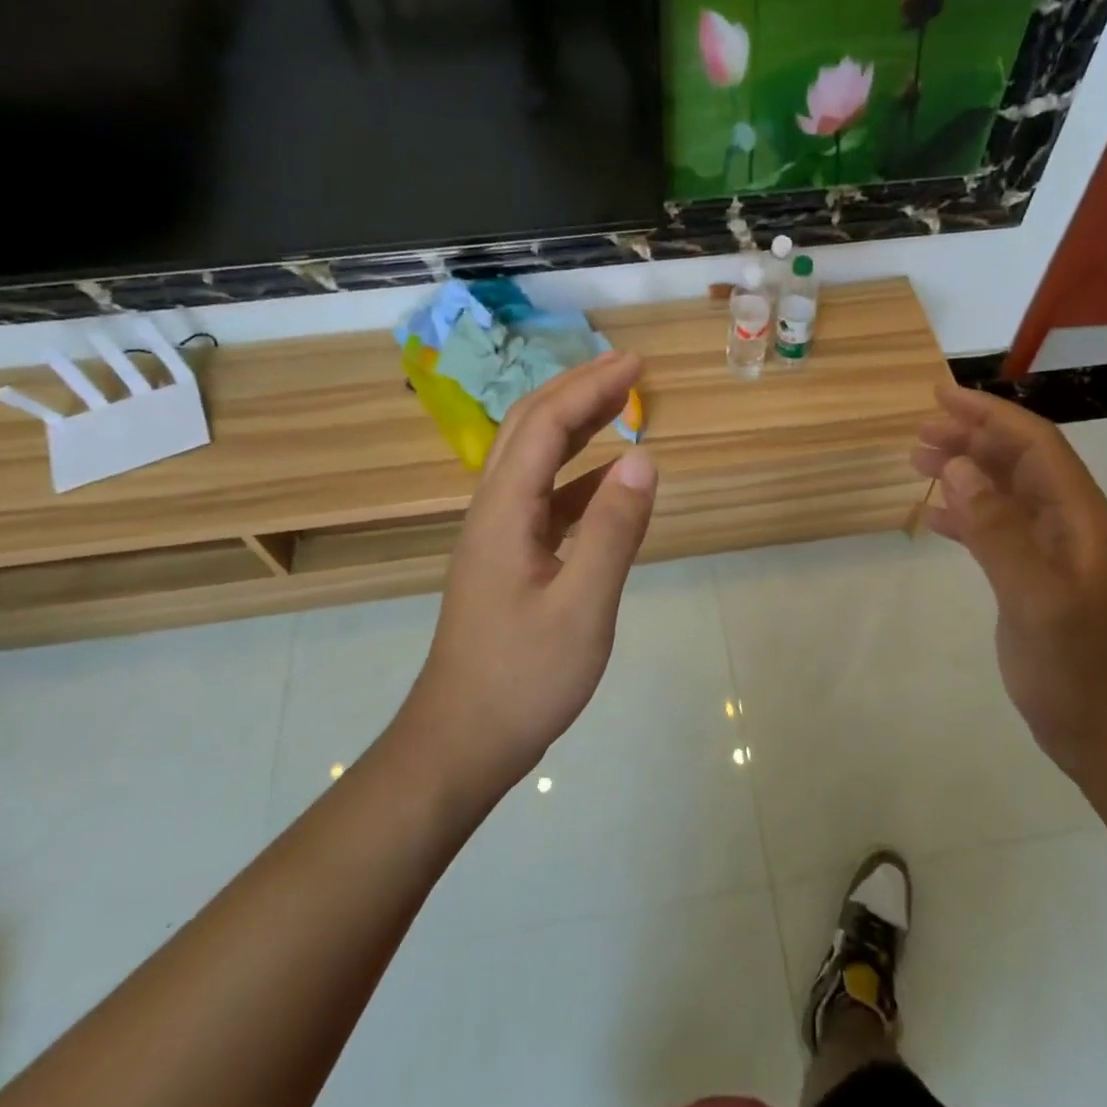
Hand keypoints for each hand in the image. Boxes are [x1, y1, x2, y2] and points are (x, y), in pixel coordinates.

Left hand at [408, 352, 657, 795]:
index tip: (636, 364)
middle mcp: (492, 511)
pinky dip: (577, 477)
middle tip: (628, 369)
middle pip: (529, 429)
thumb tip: (644, 459)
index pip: (545, 425)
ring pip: (533, 461)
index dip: (590, 386)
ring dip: (574, 426)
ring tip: (619, 406)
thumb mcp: (583, 606)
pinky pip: (543, 499)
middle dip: (577, 390)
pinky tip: (608, 483)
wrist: (463, 741)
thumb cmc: (524, 678)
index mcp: (504, 511)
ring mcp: (497, 537)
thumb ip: (613, 530)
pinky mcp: (508, 561)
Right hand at [912, 385, 1106, 779]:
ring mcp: (1052, 554)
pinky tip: (935, 517)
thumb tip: (959, 467)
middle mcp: (1069, 525)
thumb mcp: (1036, 597)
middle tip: (919, 435)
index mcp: (1081, 518)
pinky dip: (966, 514)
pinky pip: (997, 530)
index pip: (1036, 445)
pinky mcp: (1033, 580)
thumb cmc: (1077, 668)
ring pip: (1005, 493)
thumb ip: (997, 530)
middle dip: (972, 439)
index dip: (990, 415)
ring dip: (966, 472)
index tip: (941, 398)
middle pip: (1018, 462)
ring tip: (918, 463)